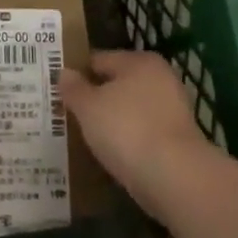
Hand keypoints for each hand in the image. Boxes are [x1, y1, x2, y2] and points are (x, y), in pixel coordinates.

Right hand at [59, 50, 213, 214]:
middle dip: (96, 97)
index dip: (77, 73)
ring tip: (86, 137)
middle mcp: (160, 78)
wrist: (175, 177)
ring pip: (131, 109)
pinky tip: (111, 154)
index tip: (58, 90)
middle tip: (69, 114)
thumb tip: (64, 72)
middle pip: (118, 84)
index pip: (99, 59)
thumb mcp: (88, 107)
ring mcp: (173, 109)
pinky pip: (143, 133)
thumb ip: (74, 88)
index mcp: (140, 61)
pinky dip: (128, 140)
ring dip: (112, 120)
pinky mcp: (178, 140)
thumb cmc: (127, 129)